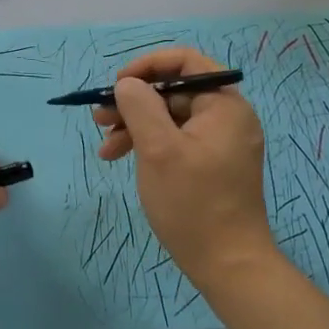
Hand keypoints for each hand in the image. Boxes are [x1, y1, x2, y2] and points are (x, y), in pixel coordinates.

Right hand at [94, 47, 277, 291]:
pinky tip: (122, 158)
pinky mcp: (212, 163)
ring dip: (135, 125)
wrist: (229, 265)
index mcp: (225, 105)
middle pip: (174, 91)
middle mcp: (228, 117)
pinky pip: (177, 139)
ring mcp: (221, 142)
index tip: (118, 84)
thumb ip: (140, 107)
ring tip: (105, 146)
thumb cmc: (193, 203)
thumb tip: (128, 84)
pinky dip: (149, 144)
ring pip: (171, 117)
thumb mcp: (158, 149)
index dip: (148, 66)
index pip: (186, 62)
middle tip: (99, 118)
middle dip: (134, 102)